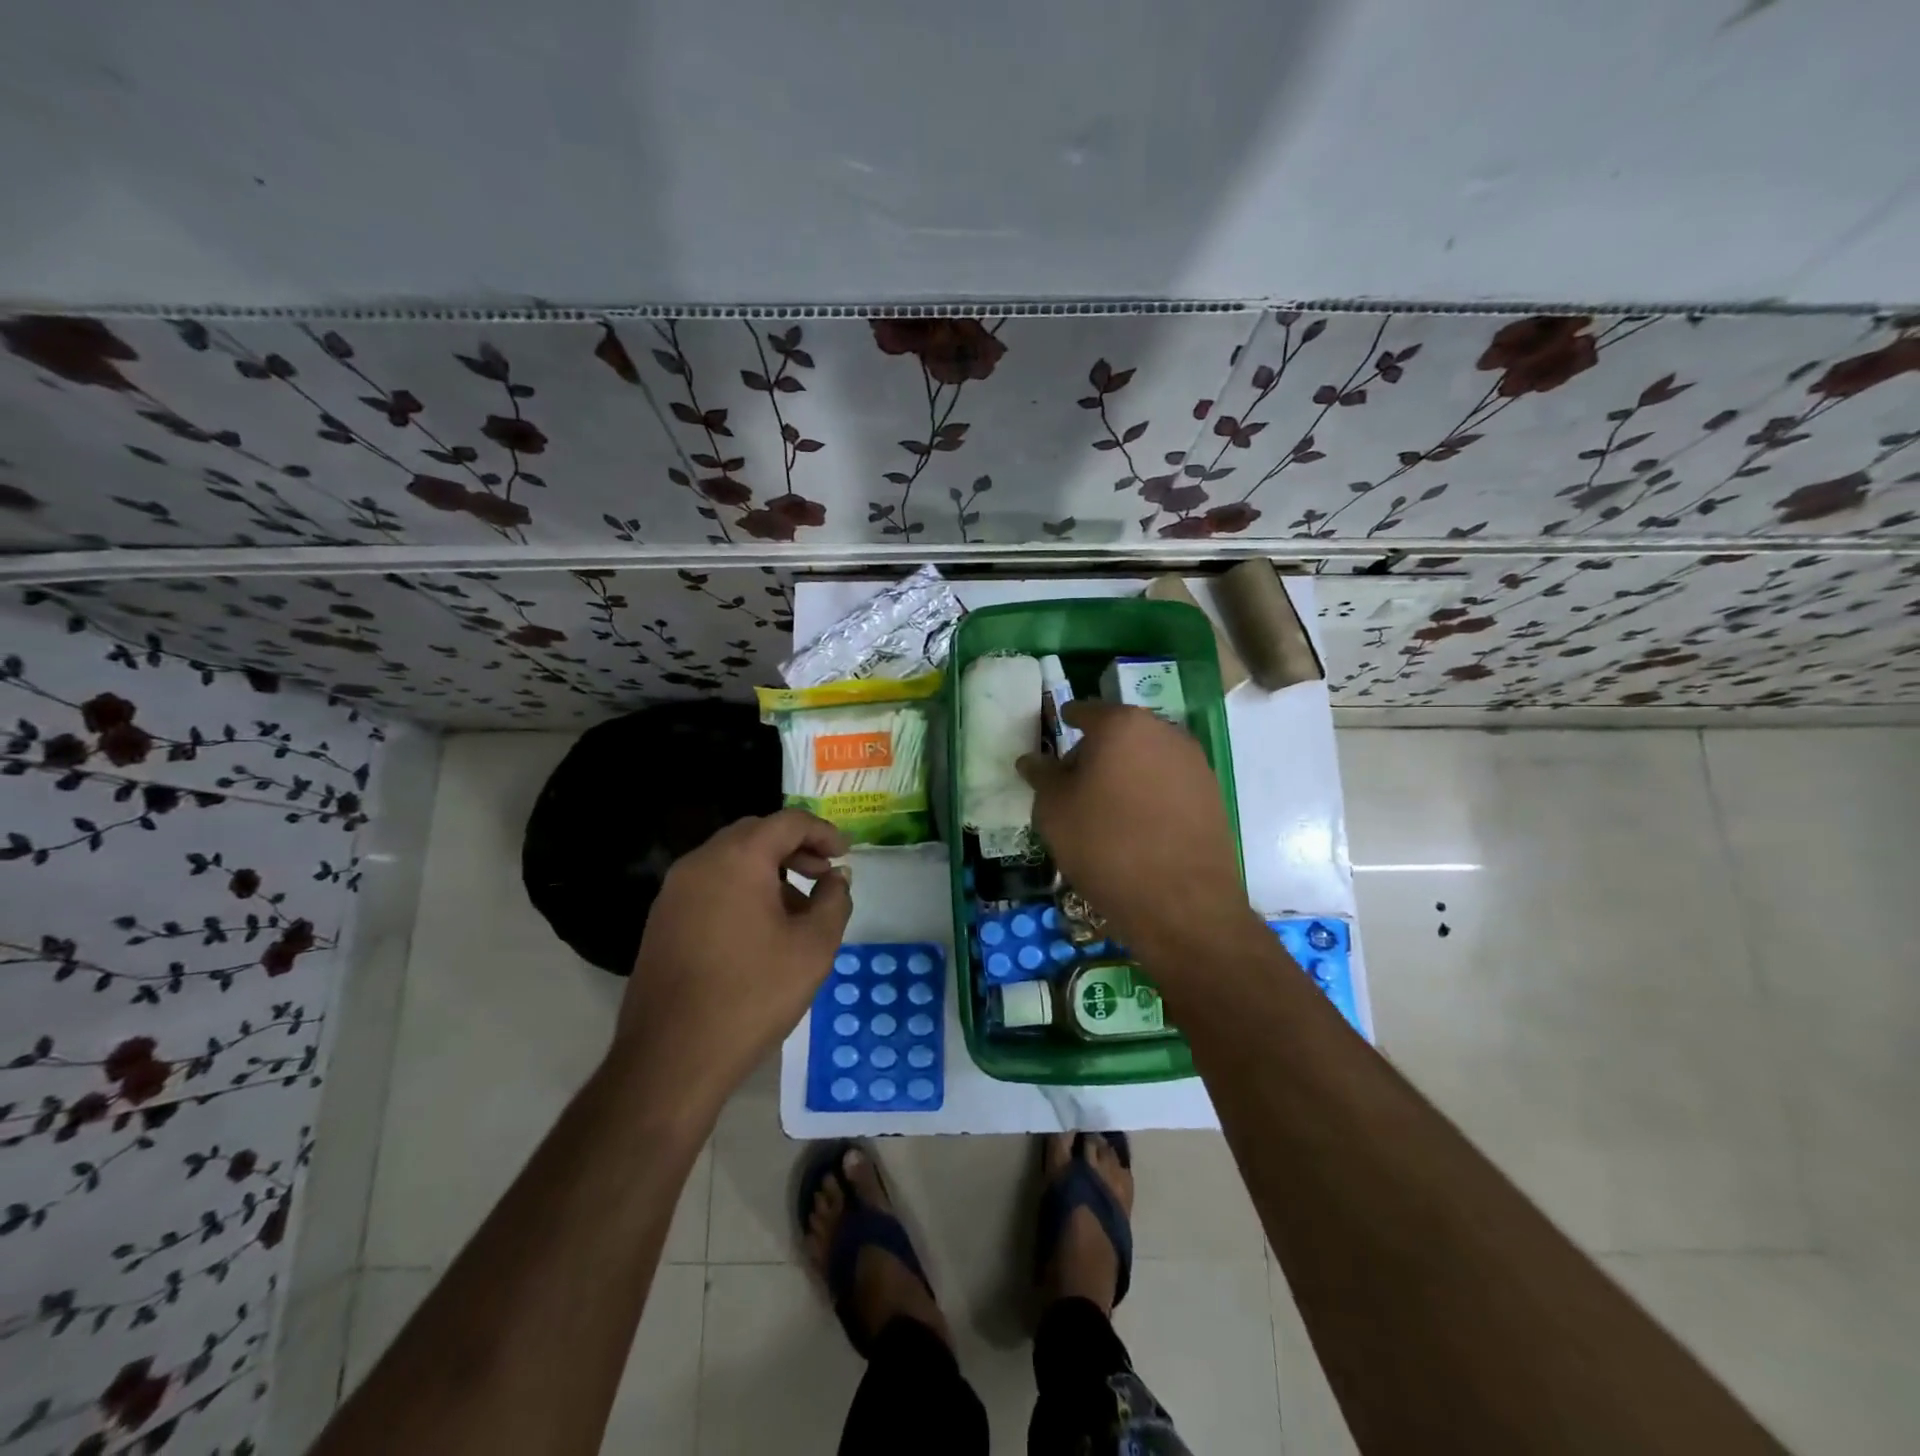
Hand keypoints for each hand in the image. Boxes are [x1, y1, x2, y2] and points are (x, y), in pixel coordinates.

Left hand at [612, 809, 851, 1111]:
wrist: (672, 1057)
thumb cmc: (752, 995)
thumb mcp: (813, 947)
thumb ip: (834, 901)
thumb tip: (836, 878)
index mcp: (738, 858)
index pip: (788, 822)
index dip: (824, 832)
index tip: (846, 854)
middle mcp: (700, 862)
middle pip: (755, 834)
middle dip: (795, 847)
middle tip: (823, 874)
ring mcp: (674, 891)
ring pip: (730, 860)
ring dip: (768, 870)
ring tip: (797, 908)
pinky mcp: (662, 920)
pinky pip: (710, 885)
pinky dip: (741, 889)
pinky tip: (760, 929)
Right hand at [1017, 701, 1255, 977]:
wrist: (1181, 903)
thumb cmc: (1105, 845)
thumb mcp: (1054, 811)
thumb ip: (1042, 776)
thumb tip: (1032, 759)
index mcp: (1122, 724)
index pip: (1084, 712)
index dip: (1066, 724)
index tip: (1055, 744)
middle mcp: (1164, 731)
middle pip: (1118, 733)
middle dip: (1095, 753)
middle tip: (1075, 786)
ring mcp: (1194, 762)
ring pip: (1146, 758)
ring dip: (1124, 774)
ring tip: (1105, 811)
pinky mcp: (1212, 794)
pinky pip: (1168, 783)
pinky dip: (1149, 795)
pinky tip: (1137, 827)